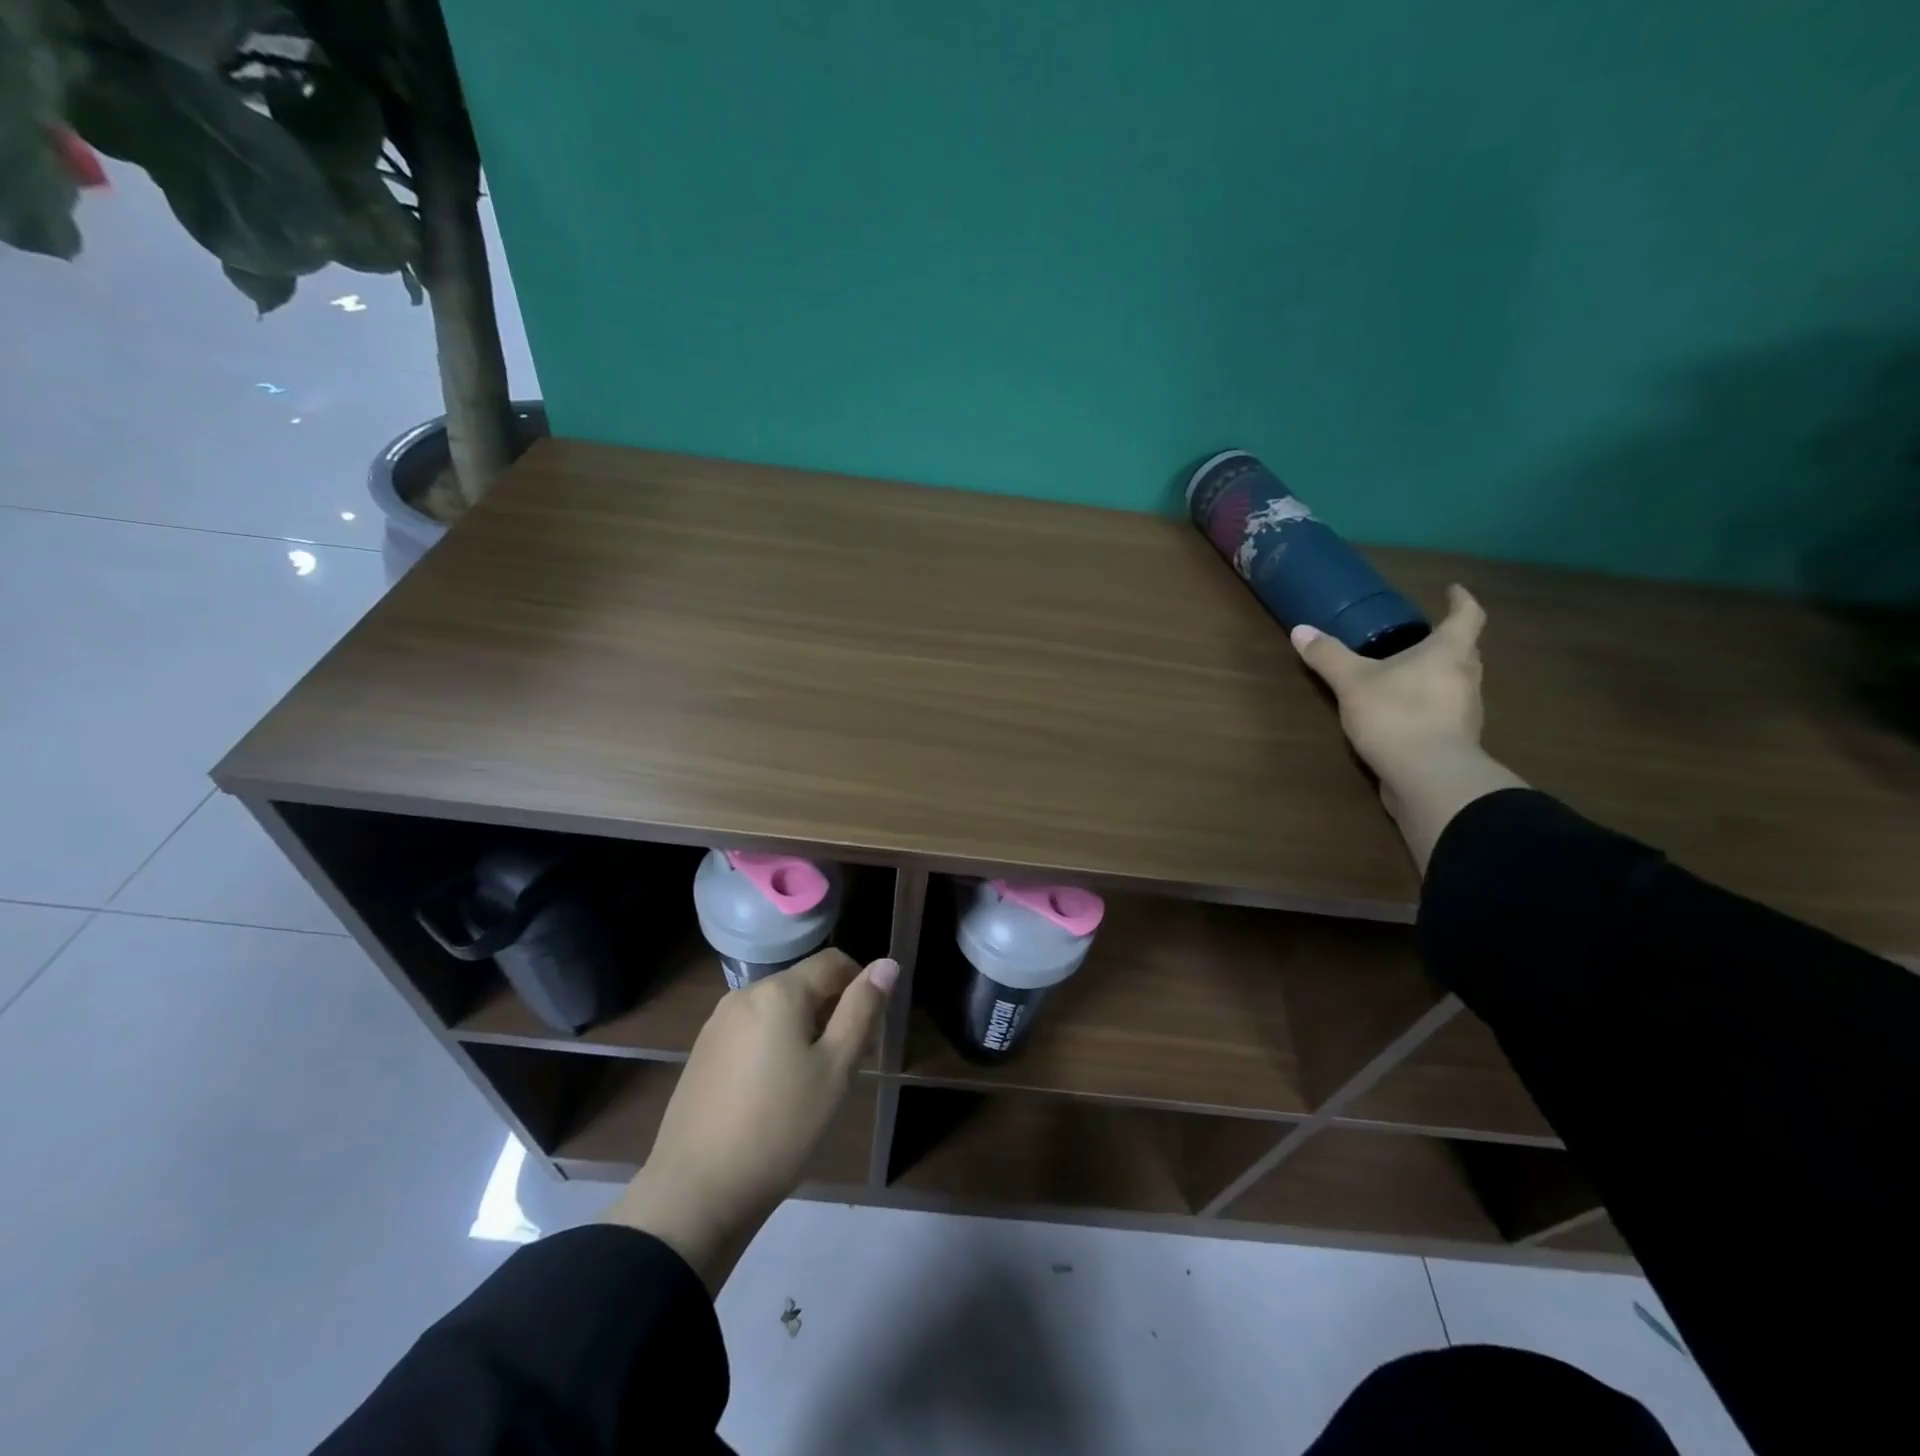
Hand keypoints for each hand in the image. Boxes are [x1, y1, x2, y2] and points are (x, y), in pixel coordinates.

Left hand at [603, 950, 898, 1289]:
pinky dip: (774, 1045)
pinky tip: (774, 1093)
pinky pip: (752, 1030)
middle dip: (832, 1012)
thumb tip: (887, 963)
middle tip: (844, 1066)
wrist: (695, 1192)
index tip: (869, 1033)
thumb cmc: (780, 1127)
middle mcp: (745, 994)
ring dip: (804, 1030)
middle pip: (804, 984)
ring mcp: (718, 1023)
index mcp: (779, 991)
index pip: (834, 962)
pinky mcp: (703, 1051)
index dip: (861, 986)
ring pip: (778, 1009)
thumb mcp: (835, 1069)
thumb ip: (862, 1010)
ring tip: (811, 1084)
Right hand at [1289, 584, 1486, 777]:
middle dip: (1449, 642)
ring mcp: (1465, 712)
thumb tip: (1300, 630)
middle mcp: (1466, 677)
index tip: (1453, 590)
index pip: (1467, 616)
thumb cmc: (1396, 715)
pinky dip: (1430, 707)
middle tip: (1424, 637)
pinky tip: (1404, 715)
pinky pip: (1445, 713)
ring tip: (1409, 676)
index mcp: (1448, 653)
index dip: (1461, 600)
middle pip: (1466, 651)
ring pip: (1457, 683)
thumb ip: (1328, 656)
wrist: (1428, 777)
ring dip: (1439, 676)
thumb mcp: (1352, 682)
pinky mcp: (1456, 741)